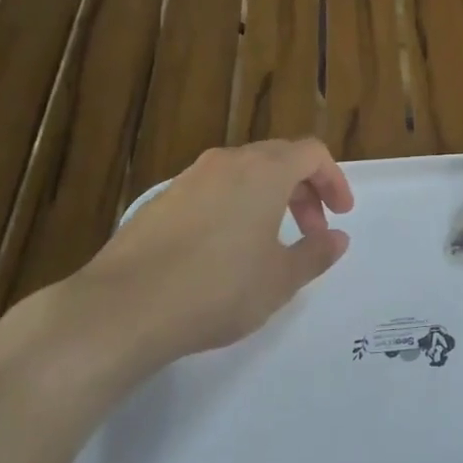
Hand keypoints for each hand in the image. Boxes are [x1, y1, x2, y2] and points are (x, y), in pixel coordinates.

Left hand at [57, 139, 354, 377]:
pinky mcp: (160, 202)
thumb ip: (315, 254)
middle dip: (303, 191)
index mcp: (264, 172)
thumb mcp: (280, 280)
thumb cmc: (218, 289)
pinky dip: (234, 207)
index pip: (311, 153)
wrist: (122, 309)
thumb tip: (337, 238)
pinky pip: (212, 191)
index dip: (333, 180)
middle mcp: (227, 163)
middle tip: (312, 231)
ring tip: (270, 242)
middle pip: (278, 159)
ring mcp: (189, 180)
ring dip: (268, 198)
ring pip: (243, 174)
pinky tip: (225, 251)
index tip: (340, 214)